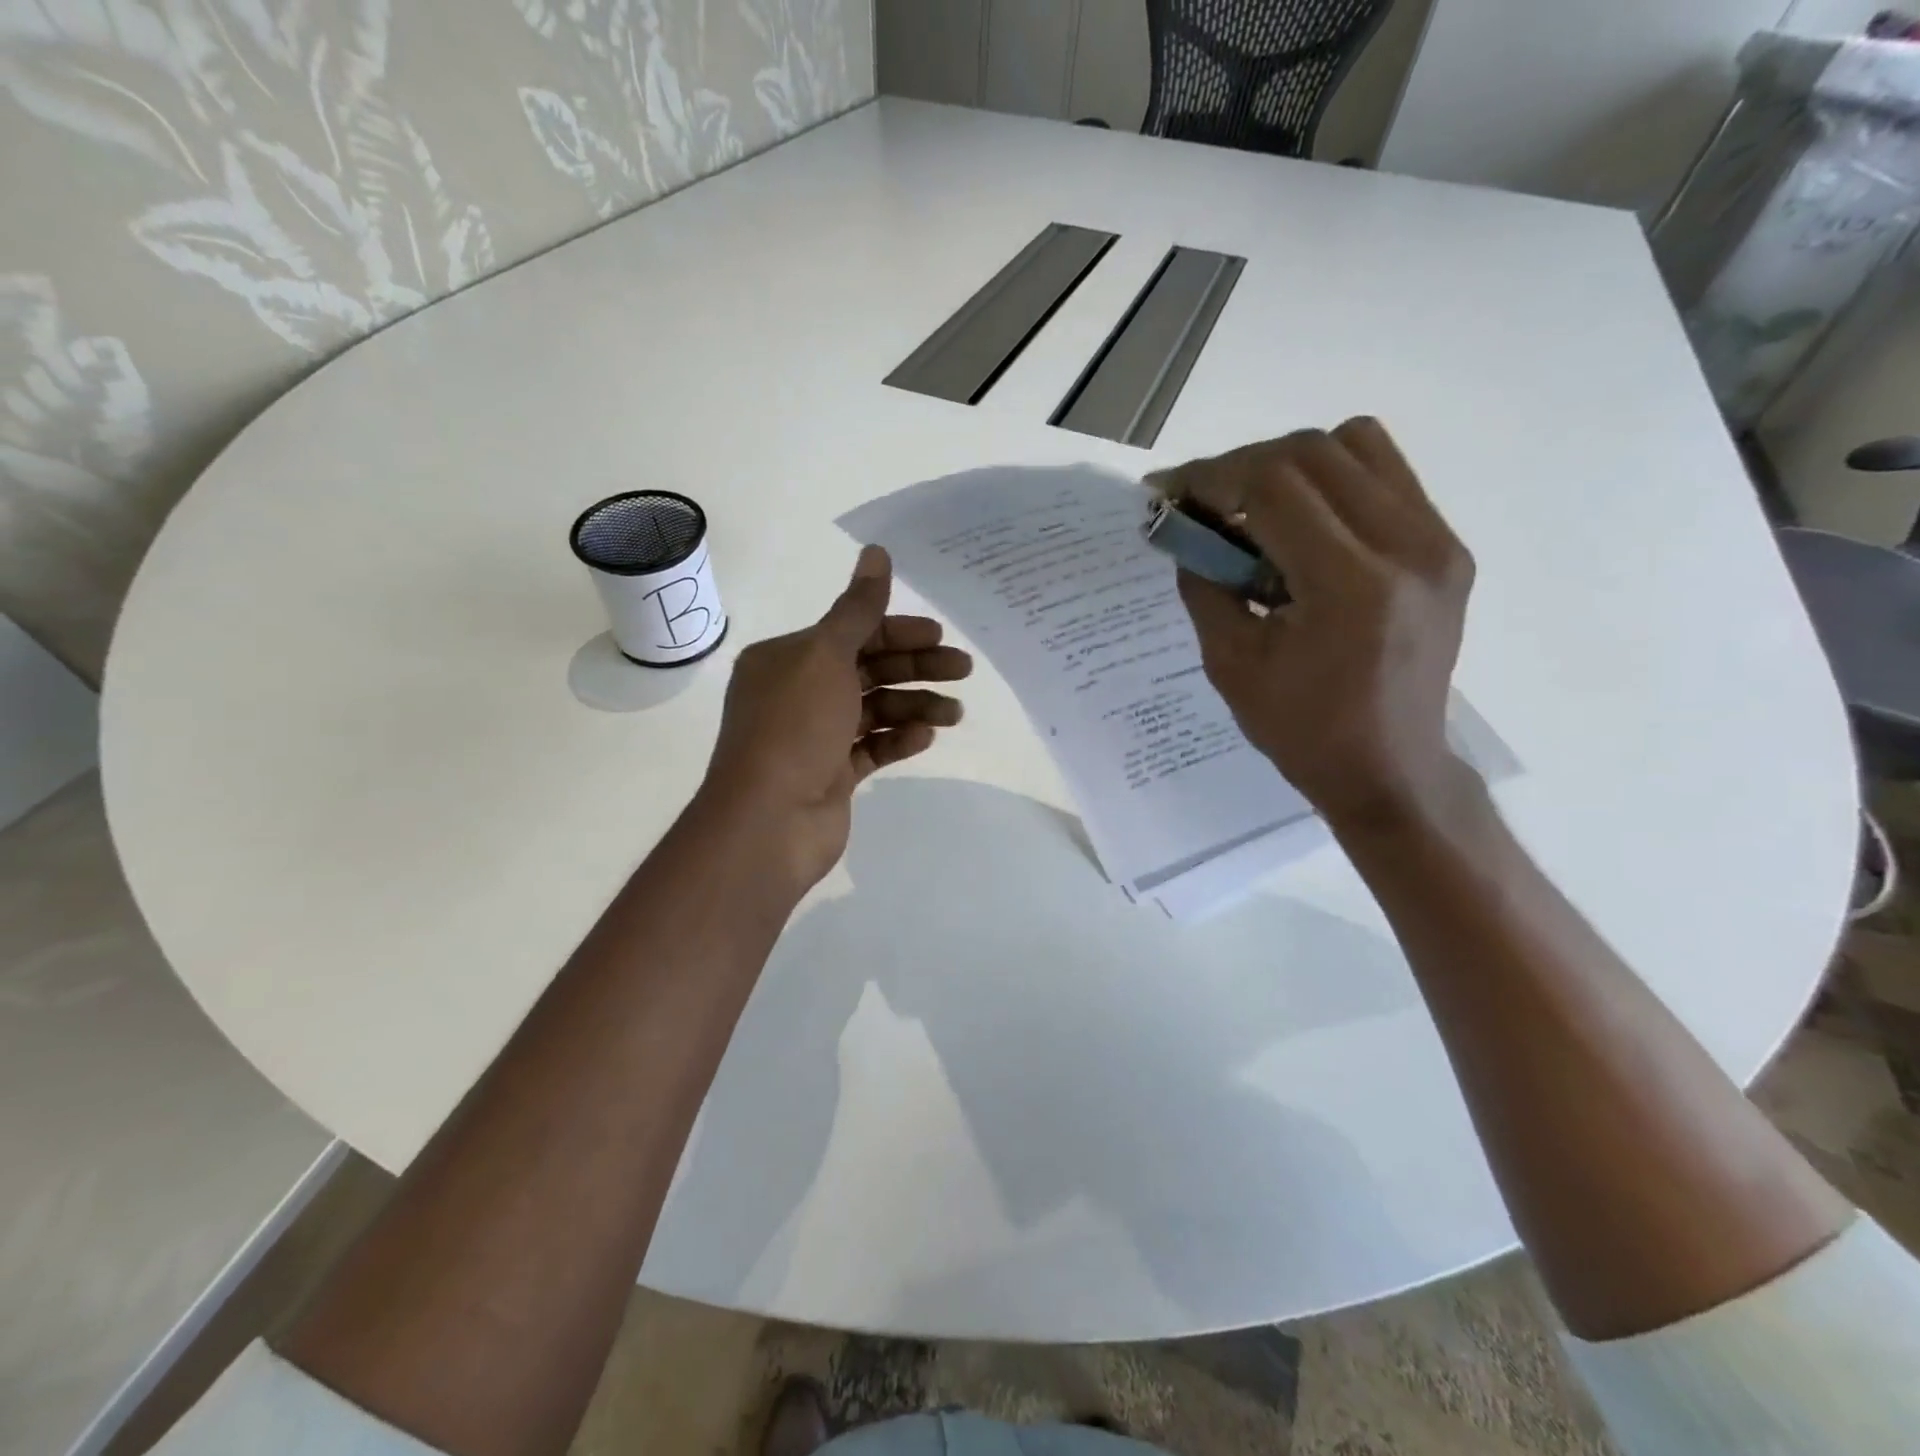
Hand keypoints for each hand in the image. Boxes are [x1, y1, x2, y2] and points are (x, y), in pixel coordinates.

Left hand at [700, 545, 972, 891]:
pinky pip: (871, 748)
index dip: (898, 631)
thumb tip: (876, 550)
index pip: (851, 633)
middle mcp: (798, 692)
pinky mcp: (831, 774)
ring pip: (874, 710)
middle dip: (916, 667)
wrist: (769, 822)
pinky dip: (899, 739)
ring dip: (916, 706)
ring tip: (955, 713)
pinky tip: (926, 737)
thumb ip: (858, 608)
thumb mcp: (826, 656)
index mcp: (788, 659)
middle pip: (868, 670)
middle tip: (964, 669)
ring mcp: (814, 737)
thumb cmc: (794, 728)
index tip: (940, 636)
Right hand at [1159, 417, 1475, 829]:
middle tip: (1202, 500)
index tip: (1167, 489)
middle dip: (1241, 465)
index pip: (1273, 486)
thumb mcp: (1230, 662)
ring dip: (1290, 463)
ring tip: (1254, 507)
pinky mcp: (1448, 547)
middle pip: (1313, 451)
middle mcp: (1407, 547)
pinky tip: (1302, 522)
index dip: (1210, 477)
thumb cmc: (1301, 729)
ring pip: (1356, 445)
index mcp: (1349, 586)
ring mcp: (1438, 542)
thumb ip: (1204, 583)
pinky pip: (1385, 475)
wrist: (1388, 768)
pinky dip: (1331, 479)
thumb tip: (1185, 526)